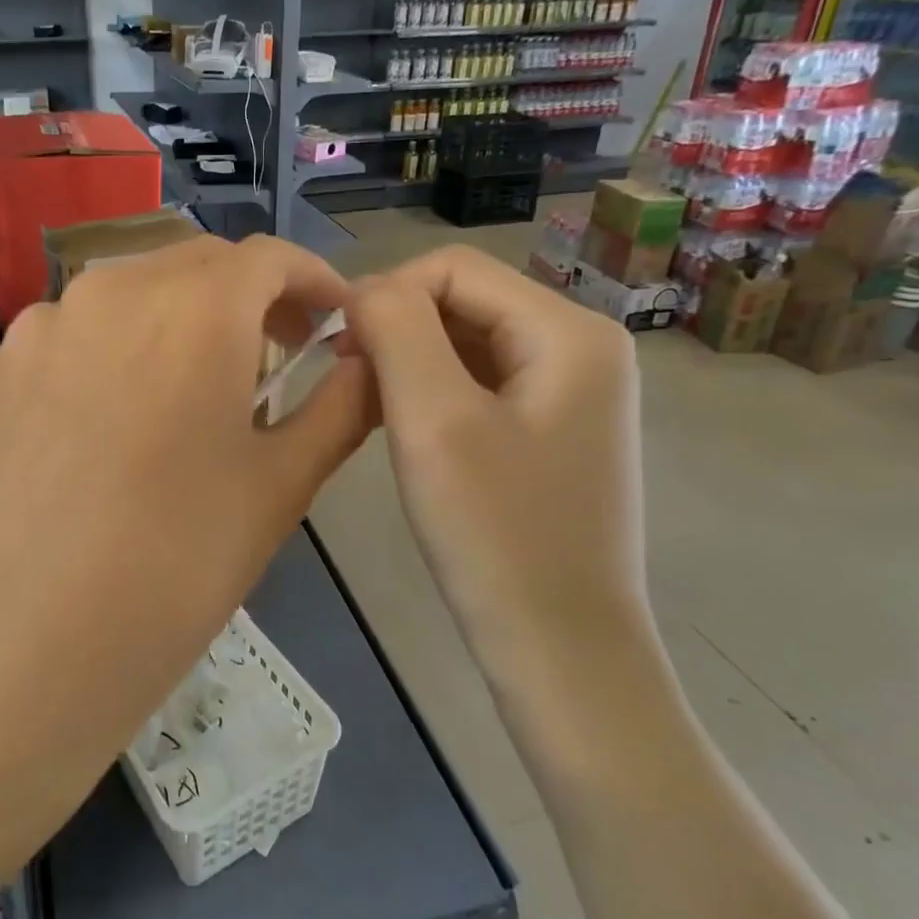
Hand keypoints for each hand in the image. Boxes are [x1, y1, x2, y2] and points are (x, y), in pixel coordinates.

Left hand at [0, 234, 373, 845]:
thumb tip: (369, 361)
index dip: (314, 283)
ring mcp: (38, 327)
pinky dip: (109, 353)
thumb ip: (340, 407)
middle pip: (196, 265)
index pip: (270, 258)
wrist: (18, 650)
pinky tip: (108, 423)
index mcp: (192, 308)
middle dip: (248, 298)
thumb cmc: (173, 568)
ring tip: (189, 390)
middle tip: (273, 357)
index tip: (335, 324)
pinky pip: (70, 336)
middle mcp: (108, 291)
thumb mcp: (279, 487)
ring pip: (128, 294)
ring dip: (175, 320)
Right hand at [345, 247, 650, 697]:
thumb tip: (365, 290)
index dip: (385, 293)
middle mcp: (581, 345)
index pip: (453, 268)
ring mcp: (571, 388)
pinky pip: (480, 380)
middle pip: (463, 300)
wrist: (560, 650)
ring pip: (466, 340)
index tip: (337, 348)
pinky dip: (432, 390)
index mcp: (568, 331)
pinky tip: (403, 426)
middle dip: (397, 329)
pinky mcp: (553, 425)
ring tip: (369, 406)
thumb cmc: (495, 534)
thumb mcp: (433, 420)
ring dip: (409, 361)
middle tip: (348, 381)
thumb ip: (396, 330)